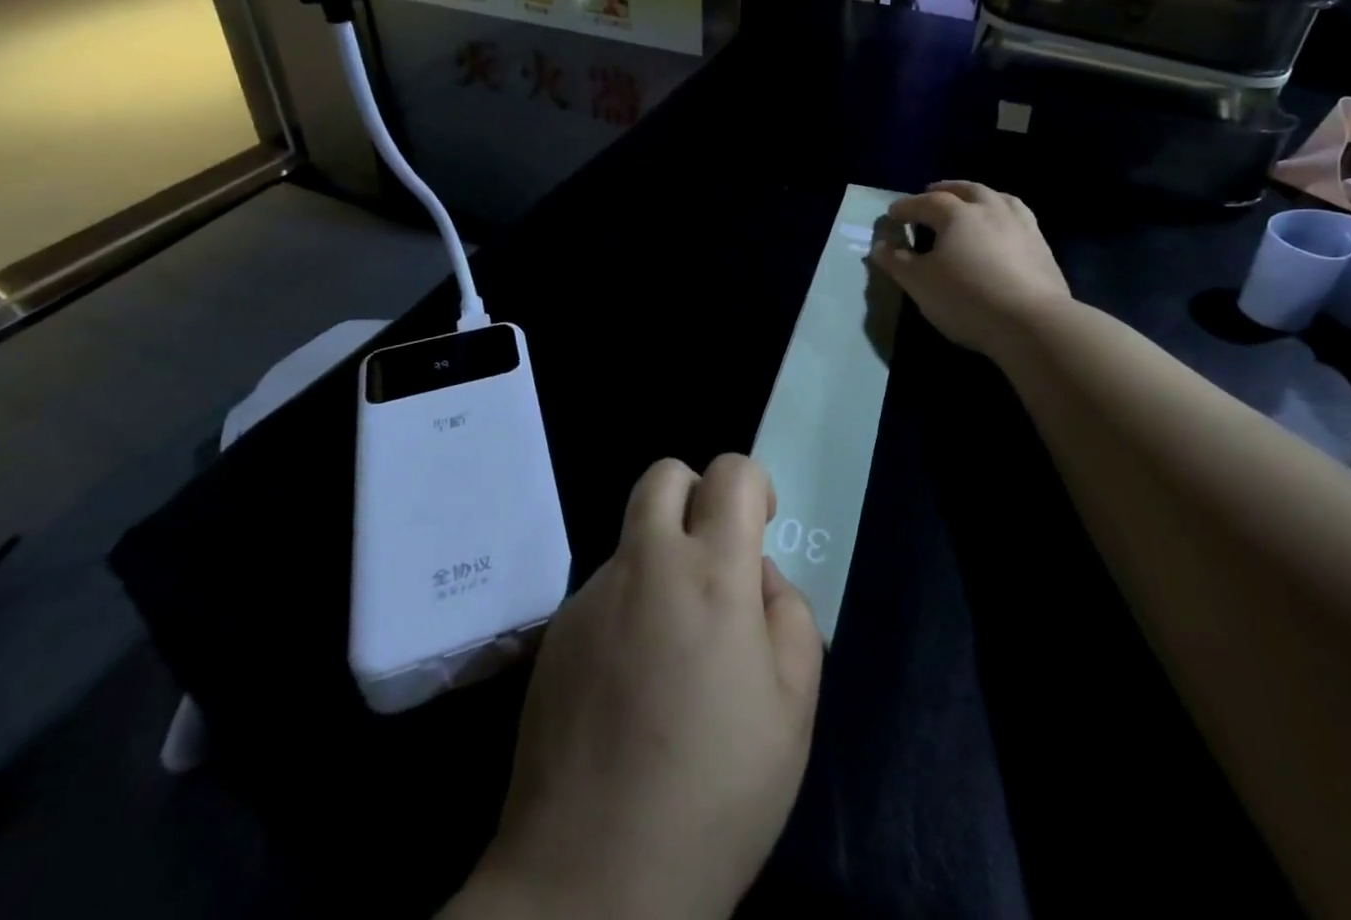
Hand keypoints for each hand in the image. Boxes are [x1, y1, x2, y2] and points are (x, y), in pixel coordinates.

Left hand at [455, 455, 821, 919]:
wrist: (592, 882)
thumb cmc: (716, 793)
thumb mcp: (794, 706)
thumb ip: (788, 614)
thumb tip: (757, 576)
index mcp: (712, 574)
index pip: (731, 472)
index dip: (753, 486)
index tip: (759, 528)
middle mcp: (645, 565)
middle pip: (663, 475)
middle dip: (696, 495)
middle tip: (713, 558)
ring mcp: (591, 597)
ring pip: (633, 540)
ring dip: (660, 562)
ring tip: (672, 650)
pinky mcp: (556, 634)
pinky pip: (603, 591)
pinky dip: (627, 608)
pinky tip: (630, 685)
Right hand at [870, 181, 1071, 361]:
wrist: (1033, 323)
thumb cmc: (966, 298)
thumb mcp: (919, 283)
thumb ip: (897, 262)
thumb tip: (879, 246)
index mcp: (958, 214)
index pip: (926, 202)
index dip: (907, 206)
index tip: (892, 213)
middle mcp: (991, 209)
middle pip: (967, 189)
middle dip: (946, 189)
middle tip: (932, 192)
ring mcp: (1022, 225)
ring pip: (999, 198)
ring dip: (980, 196)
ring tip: (972, 203)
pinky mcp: (1043, 247)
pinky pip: (1019, 219)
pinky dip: (1004, 216)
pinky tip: (1003, 230)